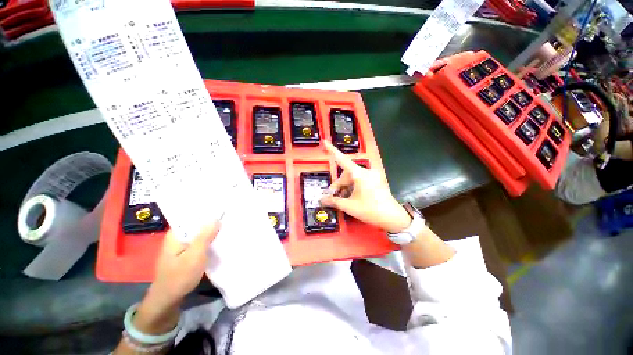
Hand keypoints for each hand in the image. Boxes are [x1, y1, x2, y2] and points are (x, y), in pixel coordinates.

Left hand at [134, 222, 220, 333]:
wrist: (168, 299)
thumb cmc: (180, 276)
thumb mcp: (195, 255)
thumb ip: (205, 236)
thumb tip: (216, 218)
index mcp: (175, 234)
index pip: (191, 216)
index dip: (205, 211)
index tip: (221, 206)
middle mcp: (177, 237)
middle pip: (196, 224)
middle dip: (211, 221)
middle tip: (228, 215)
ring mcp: (181, 246)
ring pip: (199, 234)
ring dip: (211, 231)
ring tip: (227, 224)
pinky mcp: (186, 254)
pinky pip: (199, 242)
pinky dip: (209, 240)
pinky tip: (219, 239)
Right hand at [320, 140, 411, 232]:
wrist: (393, 218)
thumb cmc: (371, 210)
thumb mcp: (350, 206)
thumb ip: (334, 201)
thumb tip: (322, 200)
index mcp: (360, 174)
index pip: (343, 160)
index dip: (332, 151)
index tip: (325, 142)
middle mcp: (367, 171)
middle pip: (347, 173)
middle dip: (339, 184)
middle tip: (332, 196)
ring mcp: (372, 175)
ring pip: (353, 177)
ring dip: (345, 186)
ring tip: (341, 198)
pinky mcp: (376, 180)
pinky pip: (360, 180)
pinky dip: (353, 186)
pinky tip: (350, 196)